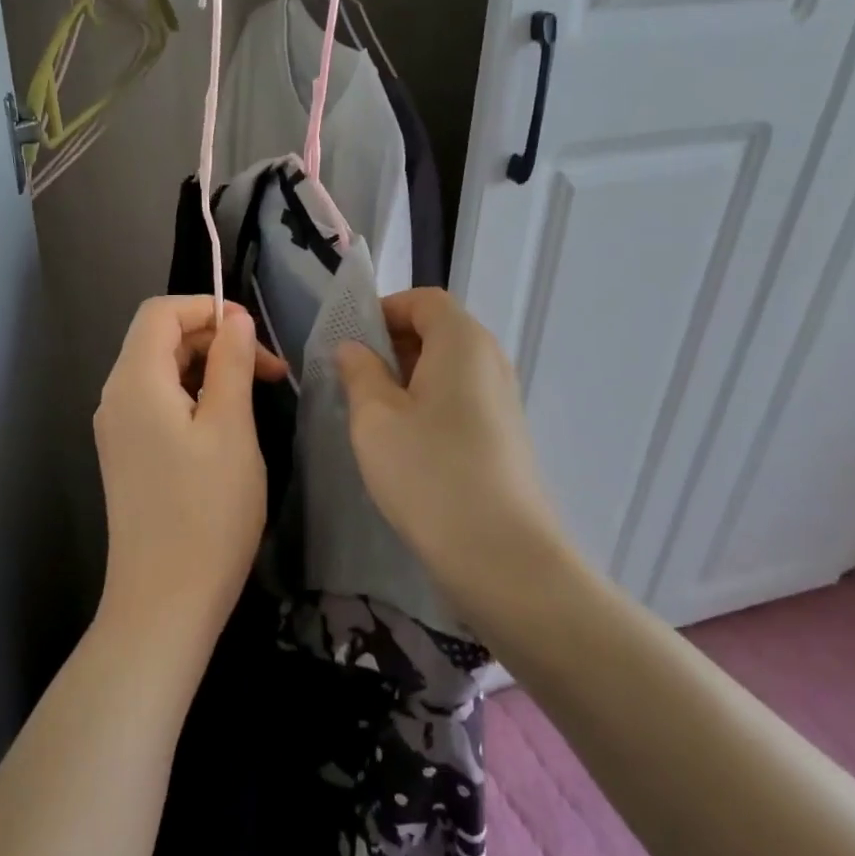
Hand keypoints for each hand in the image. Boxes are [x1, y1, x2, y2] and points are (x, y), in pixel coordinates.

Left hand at [94, 296, 286, 650]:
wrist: (164, 602)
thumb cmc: (207, 512)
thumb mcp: (231, 429)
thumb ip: (231, 364)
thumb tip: (235, 320)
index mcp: (135, 381)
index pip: (160, 312)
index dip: (207, 307)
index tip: (253, 335)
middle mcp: (115, 397)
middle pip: (159, 339)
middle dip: (214, 340)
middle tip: (269, 373)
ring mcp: (117, 430)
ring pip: (161, 372)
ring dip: (208, 371)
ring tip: (254, 398)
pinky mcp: (127, 456)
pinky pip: (158, 405)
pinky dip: (193, 398)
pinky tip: (226, 427)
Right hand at [335, 288, 563, 600]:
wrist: (502, 555)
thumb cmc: (429, 473)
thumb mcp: (375, 419)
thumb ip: (359, 372)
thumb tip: (353, 348)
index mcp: (462, 341)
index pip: (424, 300)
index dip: (383, 310)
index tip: (349, 342)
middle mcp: (491, 359)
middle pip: (438, 330)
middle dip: (392, 345)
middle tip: (353, 380)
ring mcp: (503, 399)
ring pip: (448, 368)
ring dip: (408, 379)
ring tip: (373, 414)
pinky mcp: (505, 434)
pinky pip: (461, 399)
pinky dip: (429, 404)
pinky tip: (405, 443)